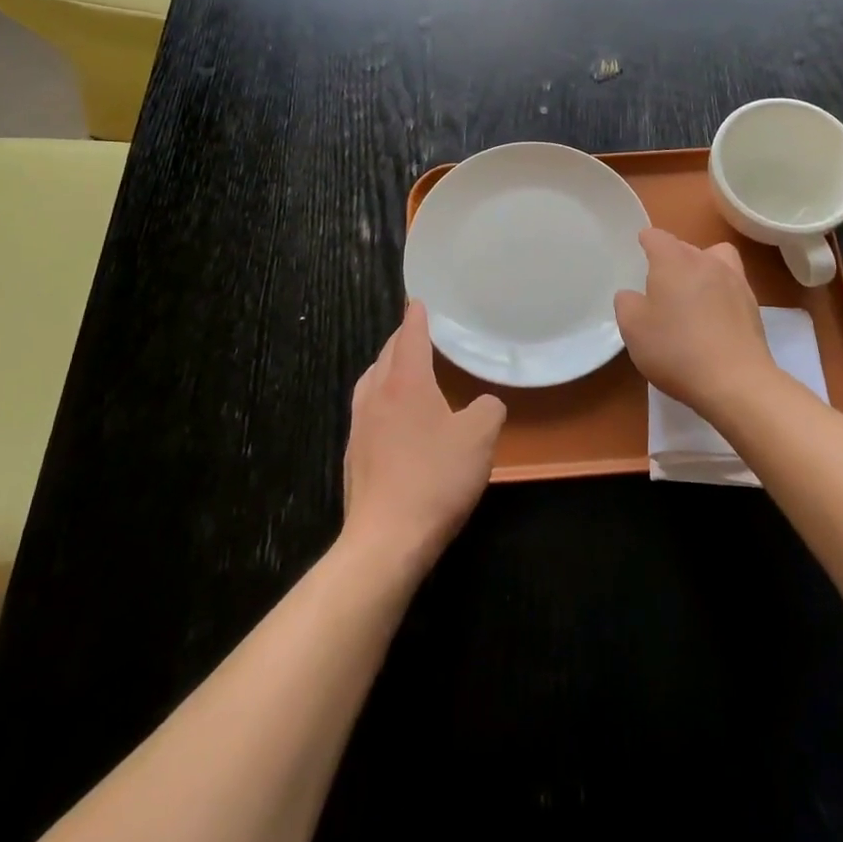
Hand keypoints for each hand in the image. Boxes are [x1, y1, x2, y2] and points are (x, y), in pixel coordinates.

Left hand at [342, 302, 505, 578]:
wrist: (385, 541)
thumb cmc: (435, 478)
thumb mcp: (479, 438)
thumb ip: (488, 410)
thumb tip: (486, 403)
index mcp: (406, 382)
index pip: (410, 336)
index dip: (417, 316)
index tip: (418, 300)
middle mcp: (377, 395)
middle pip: (386, 355)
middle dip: (402, 339)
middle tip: (418, 332)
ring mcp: (360, 427)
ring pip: (371, 381)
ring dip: (387, 368)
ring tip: (403, 369)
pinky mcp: (354, 456)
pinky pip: (368, 410)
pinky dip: (381, 398)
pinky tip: (394, 417)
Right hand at [614, 228, 776, 415]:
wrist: (736, 381)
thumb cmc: (676, 349)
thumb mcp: (633, 328)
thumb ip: (626, 304)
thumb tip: (632, 295)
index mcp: (674, 260)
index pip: (657, 237)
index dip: (646, 242)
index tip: (641, 251)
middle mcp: (706, 261)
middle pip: (686, 247)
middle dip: (672, 258)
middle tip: (660, 284)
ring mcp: (735, 281)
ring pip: (715, 260)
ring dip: (702, 270)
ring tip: (692, 296)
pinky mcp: (753, 305)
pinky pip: (732, 286)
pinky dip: (721, 293)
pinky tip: (713, 319)